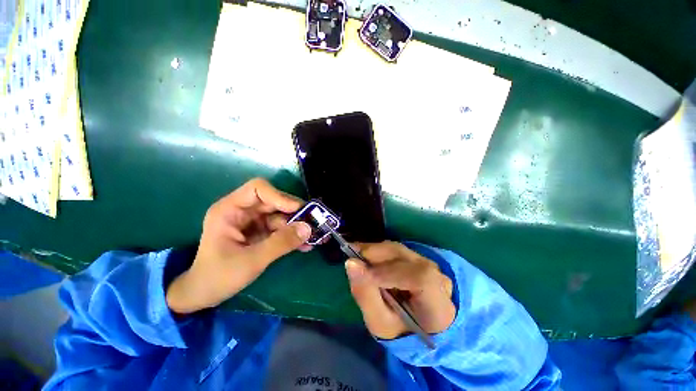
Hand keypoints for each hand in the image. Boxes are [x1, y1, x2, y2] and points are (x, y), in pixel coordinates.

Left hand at [166, 178, 311, 313]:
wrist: (204, 295)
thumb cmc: (218, 277)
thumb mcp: (251, 261)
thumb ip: (280, 243)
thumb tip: (308, 229)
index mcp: (230, 209)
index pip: (258, 189)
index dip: (280, 196)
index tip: (298, 210)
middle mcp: (243, 211)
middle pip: (275, 202)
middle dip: (294, 213)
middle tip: (313, 223)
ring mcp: (253, 222)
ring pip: (281, 216)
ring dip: (297, 226)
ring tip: (313, 237)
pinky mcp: (261, 233)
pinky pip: (281, 229)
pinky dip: (293, 236)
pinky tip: (305, 246)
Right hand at [345, 241, 455, 339]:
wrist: (416, 326)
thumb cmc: (399, 331)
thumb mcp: (379, 323)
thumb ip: (365, 295)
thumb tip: (350, 263)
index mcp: (438, 303)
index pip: (419, 278)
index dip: (390, 273)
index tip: (364, 275)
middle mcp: (437, 276)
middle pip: (404, 256)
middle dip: (374, 255)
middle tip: (350, 257)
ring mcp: (427, 263)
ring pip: (397, 249)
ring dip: (374, 250)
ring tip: (355, 255)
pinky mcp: (417, 257)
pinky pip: (395, 249)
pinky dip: (378, 251)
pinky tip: (366, 256)